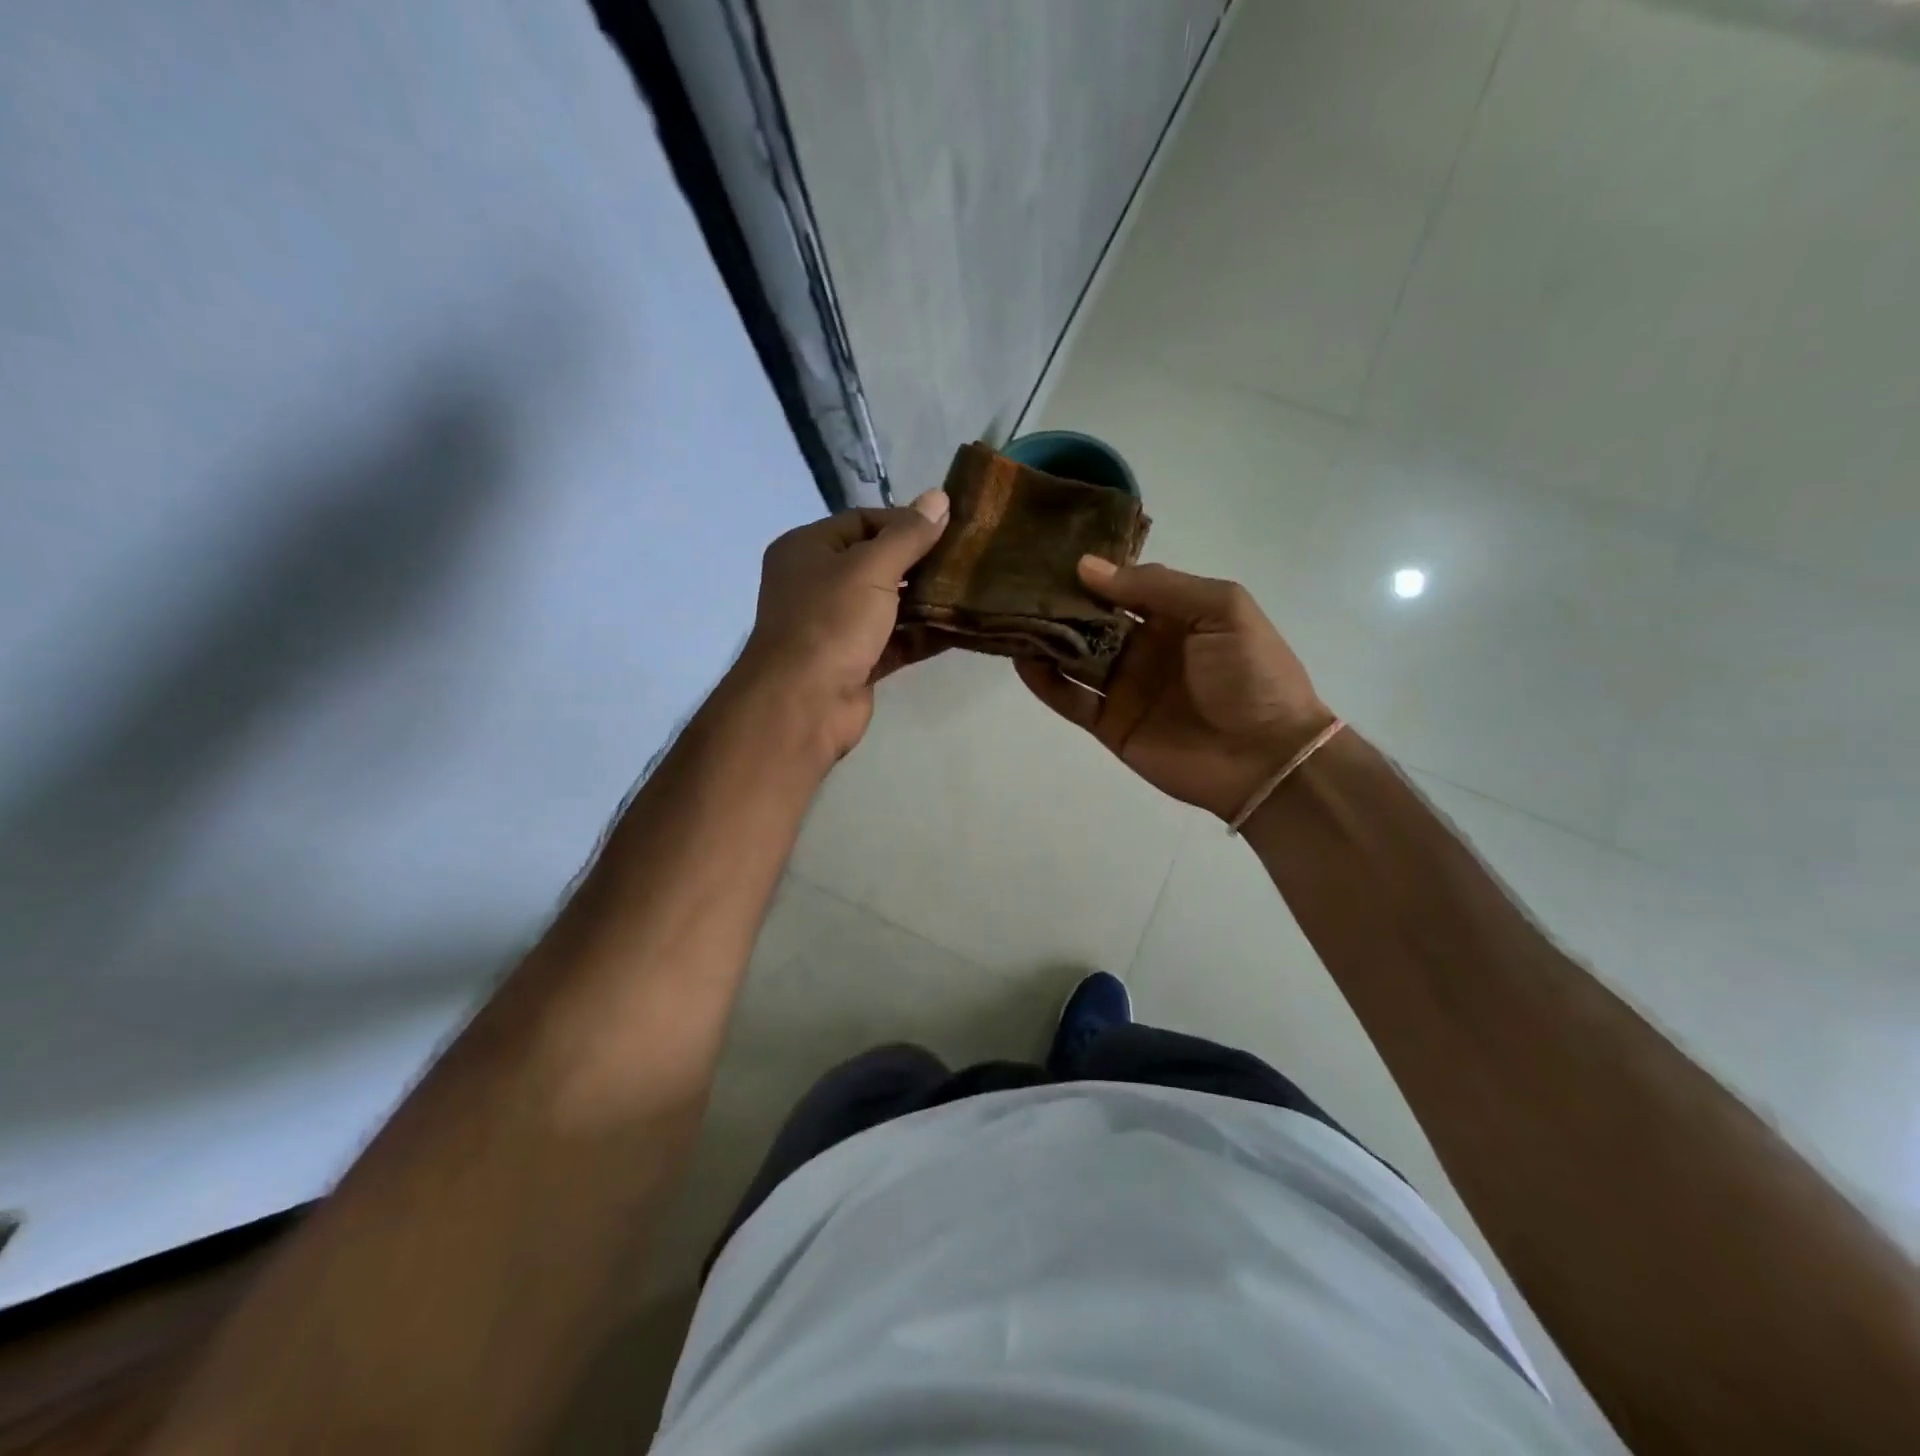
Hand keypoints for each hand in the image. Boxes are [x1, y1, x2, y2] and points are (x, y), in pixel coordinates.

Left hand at [730, 490, 950, 760]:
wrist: (803, 703)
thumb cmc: (830, 622)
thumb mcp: (871, 568)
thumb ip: (907, 536)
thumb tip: (939, 498)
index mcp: (807, 549)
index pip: (861, 521)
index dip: (904, 521)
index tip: (947, 527)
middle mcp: (817, 584)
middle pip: (876, 563)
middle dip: (919, 562)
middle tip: (965, 558)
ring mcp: (836, 626)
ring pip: (888, 605)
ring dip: (925, 600)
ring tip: (970, 589)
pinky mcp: (855, 662)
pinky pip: (895, 640)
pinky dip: (922, 634)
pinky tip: (960, 627)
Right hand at [1017, 558, 1334, 821]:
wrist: (1266, 757)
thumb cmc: (1252, 674)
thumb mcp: (1221, 608)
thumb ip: (1157, 586)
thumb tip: (1087, 567)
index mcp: (1174, 616)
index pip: (1123, 587)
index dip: (1091, 574)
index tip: (1051, 557)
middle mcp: (1144, 647)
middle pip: (1091, 620)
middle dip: (1059, 603)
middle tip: (1018, 583)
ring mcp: (1124, 686)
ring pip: (1073, 656)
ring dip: (1045, 638)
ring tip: (1009, 615)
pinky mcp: (1109, 723)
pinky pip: (1070, 698)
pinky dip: (1044, 681)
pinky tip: (1022, 658)